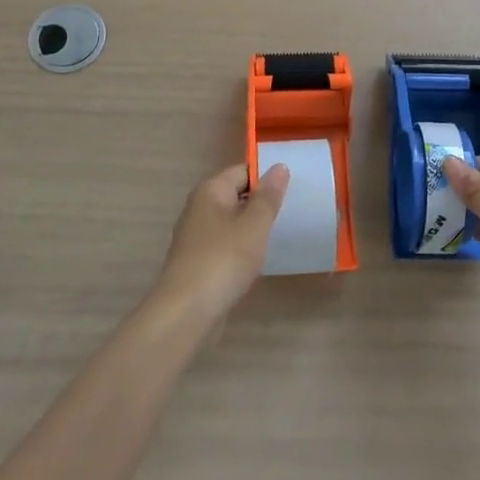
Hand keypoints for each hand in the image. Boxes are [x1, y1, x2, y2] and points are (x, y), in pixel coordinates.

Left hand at [152, 163, 288, 324]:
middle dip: (262, 202)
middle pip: (236, 195)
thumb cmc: (223, 260)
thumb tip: (279, 166)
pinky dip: (242, 248)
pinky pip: (226, 245)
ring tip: (281, 233)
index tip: (294, 188)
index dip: (268, 176)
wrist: (185, 313)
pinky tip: (258, 259)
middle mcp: (199, 208)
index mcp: (210, 191)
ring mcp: (196, 236)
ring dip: (253, 227)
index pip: (243, 170)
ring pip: (232, 221)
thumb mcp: (254, 225)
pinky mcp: (197, 262)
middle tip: (292, 210)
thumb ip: (268, 197)